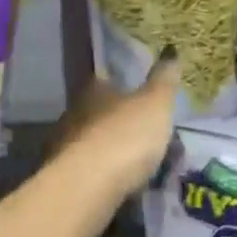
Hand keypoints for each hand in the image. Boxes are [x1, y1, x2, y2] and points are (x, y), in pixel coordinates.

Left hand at [46, 52, 180, 219]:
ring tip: (141, 165)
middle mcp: (74, 112)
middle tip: (148, 134)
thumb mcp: (155, 103)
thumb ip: (164, 79)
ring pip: (95, 143)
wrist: (89, 187)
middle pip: (100, 112)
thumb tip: (170, 49)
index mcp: (94, 90)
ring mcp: (66, 146)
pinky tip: (125, 186)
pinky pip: (92, 172)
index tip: (142, 96)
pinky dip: (107, 175)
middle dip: (121, 122)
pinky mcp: (66, 179)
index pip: (106, 80)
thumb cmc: (126, 135)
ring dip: (114, 151)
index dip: (124, 87)